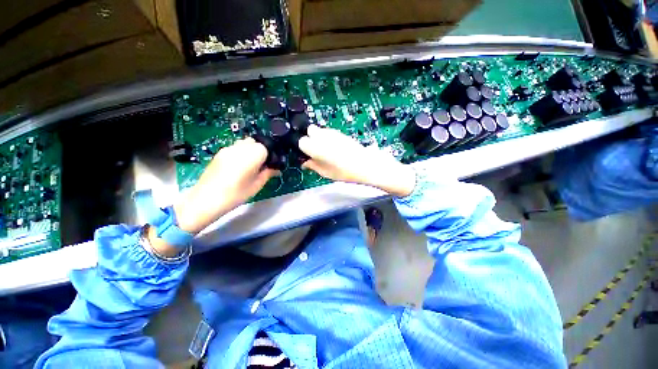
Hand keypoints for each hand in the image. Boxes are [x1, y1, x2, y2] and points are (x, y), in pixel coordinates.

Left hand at [173, 138, 278, 234]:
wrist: (207, 199)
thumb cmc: (236, 194)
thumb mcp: (257, 185)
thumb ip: (268, 174)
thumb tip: (275, 169)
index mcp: (253, 154)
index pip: (266, 148)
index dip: (269, 157)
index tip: (268, 166)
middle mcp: (240, 147)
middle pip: (255, 142)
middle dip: (259, 151)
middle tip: (259, 166)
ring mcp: (228, 149)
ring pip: (243, 144)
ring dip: (249, 151)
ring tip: (247, 166)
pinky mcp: (219, 153)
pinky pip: (234, 148)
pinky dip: (239, 153)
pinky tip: (236, 167)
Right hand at [298, 125, 415, 196]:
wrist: (365, 164)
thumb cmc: (344, 171)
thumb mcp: (325, 172)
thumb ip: (312, 165)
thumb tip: (305, 163)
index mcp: (314, 146)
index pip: (300, 141)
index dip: (303, 149)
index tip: (307, 156)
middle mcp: (321, 135)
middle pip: (309, 130)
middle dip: (310, 139)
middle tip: (315, 151)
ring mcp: (332, 132)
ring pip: (320, 130)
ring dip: (319, 138)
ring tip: (326, 151)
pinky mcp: (341, 132)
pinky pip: (329, 132)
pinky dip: (328, 138)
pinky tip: (334, 149)